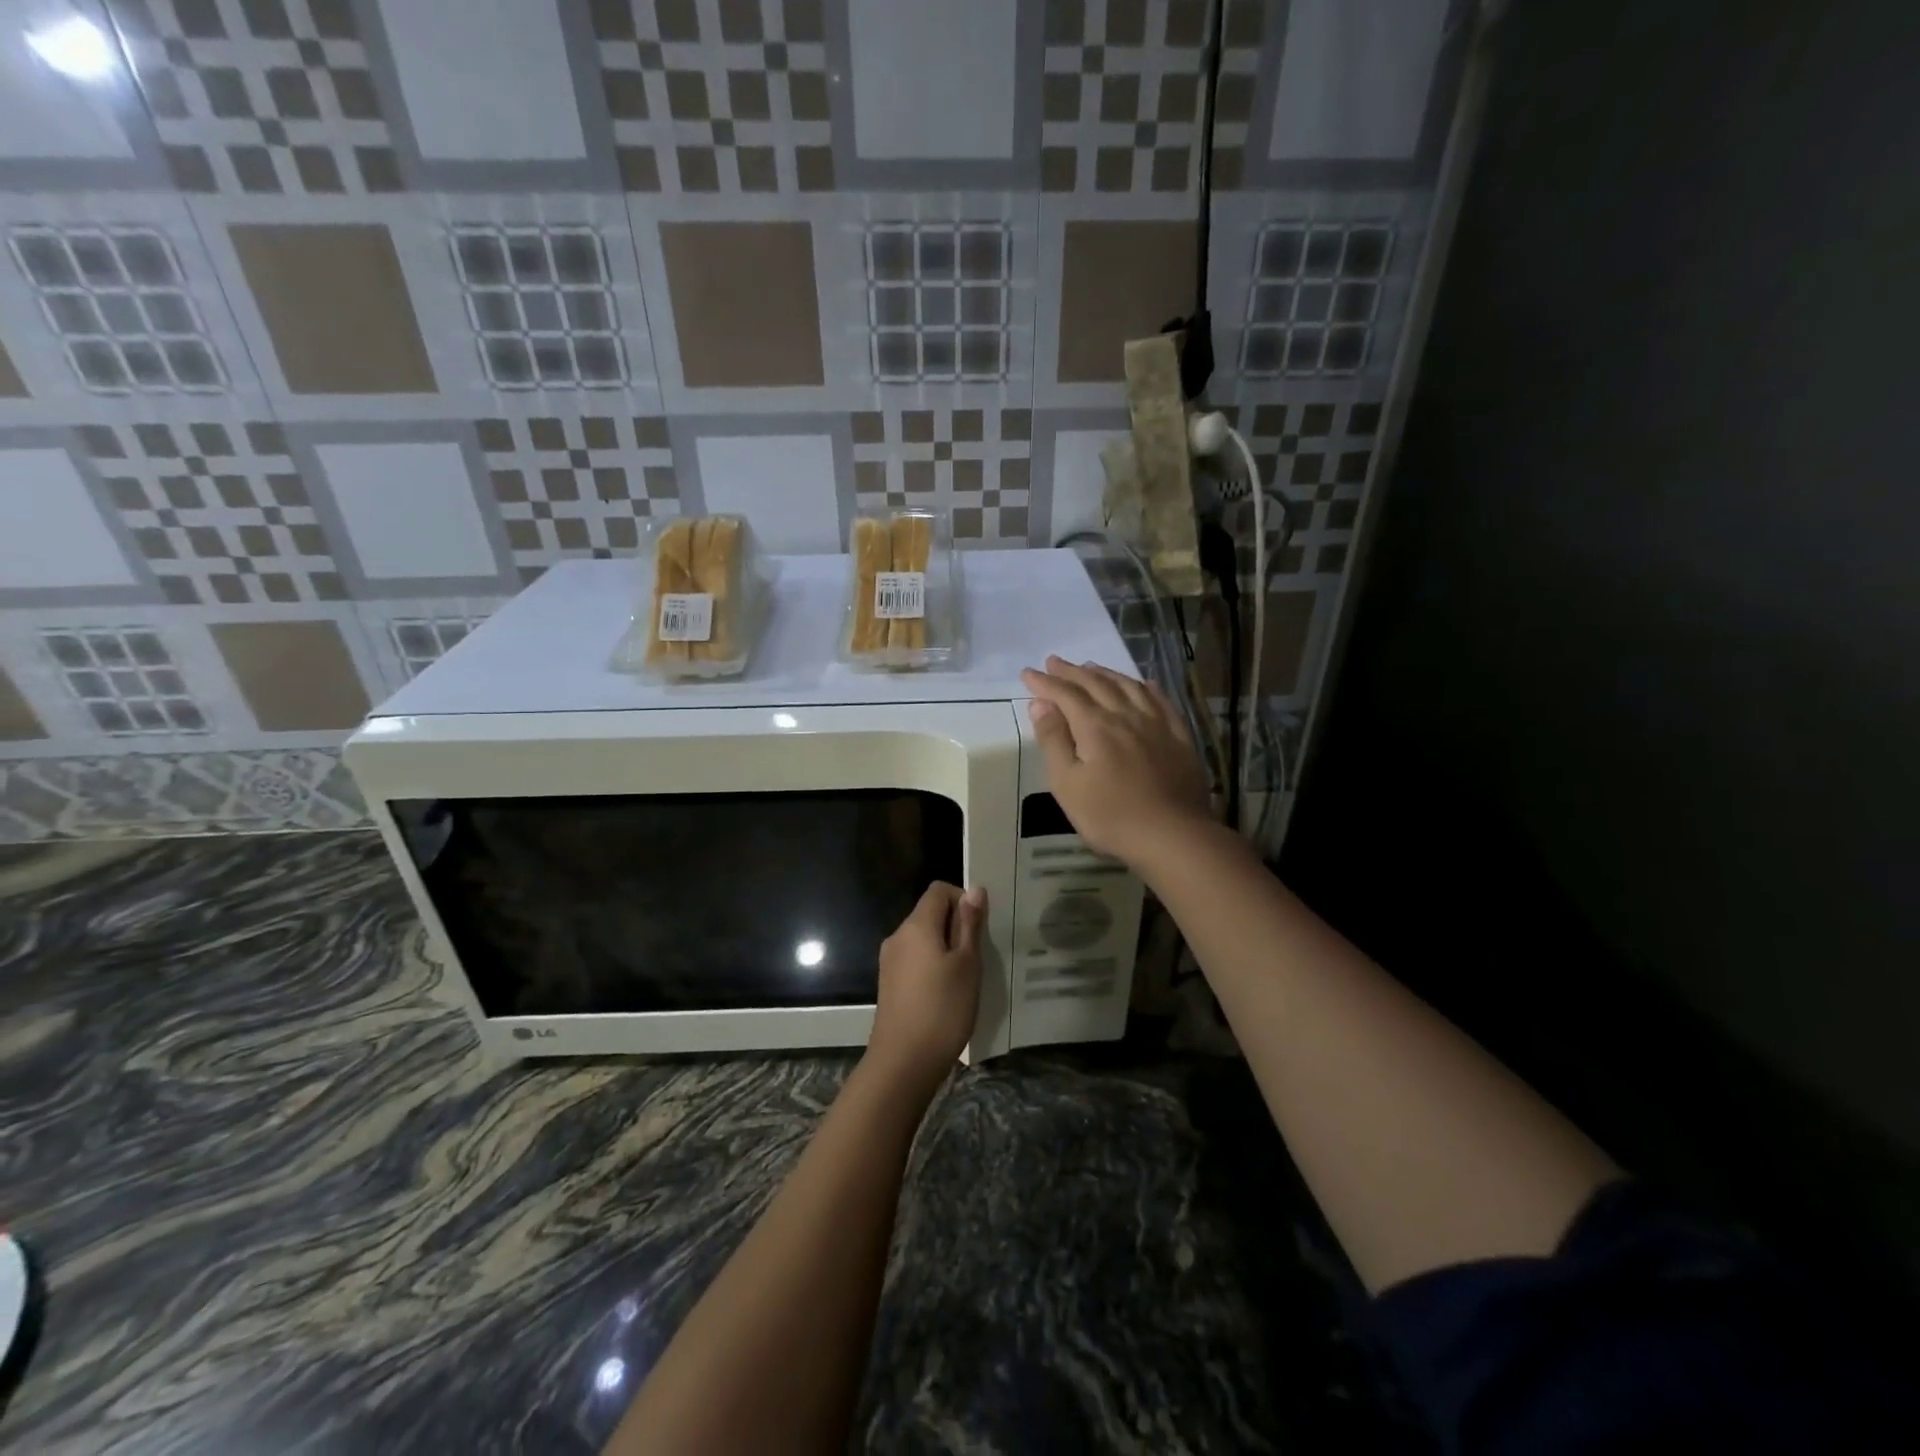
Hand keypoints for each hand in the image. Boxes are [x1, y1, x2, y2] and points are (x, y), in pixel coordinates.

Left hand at [866, 883, 985, 1090]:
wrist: (903, 1062)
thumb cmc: (942, 1009)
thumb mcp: (967, 964)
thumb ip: (969, 925)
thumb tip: (974, 889)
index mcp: (916, 925)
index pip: (939, 890)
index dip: (962, 900)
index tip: (979, 928)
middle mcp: (898, 936)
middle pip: (930, 913)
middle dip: (956, 926)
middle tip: (978, 956)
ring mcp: (890, 961)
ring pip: (923, 938)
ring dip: (946, 948)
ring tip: (965, 977)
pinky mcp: (889, 983)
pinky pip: (915, 959)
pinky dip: (932, 965)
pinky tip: (947, 993)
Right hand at [1020, 656, 1213, 866]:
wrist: (1172, 835)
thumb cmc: (1110, 815)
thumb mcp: (1067, 784)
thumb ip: (1053, 740)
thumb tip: (1041, 704)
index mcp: (1095, 726)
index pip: (1065, 694)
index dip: (1044, 682)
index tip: (1028, 673)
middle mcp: (1126, 715)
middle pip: (1096, 684)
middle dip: (1072, 672)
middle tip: (1054, 662)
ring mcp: (1156, 724)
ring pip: (1128, 687)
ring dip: (1106, 673)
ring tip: (1091, 667)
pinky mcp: (1179, 738)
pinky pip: (1161, 701)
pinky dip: (1147, 687)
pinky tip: (1144, 684)